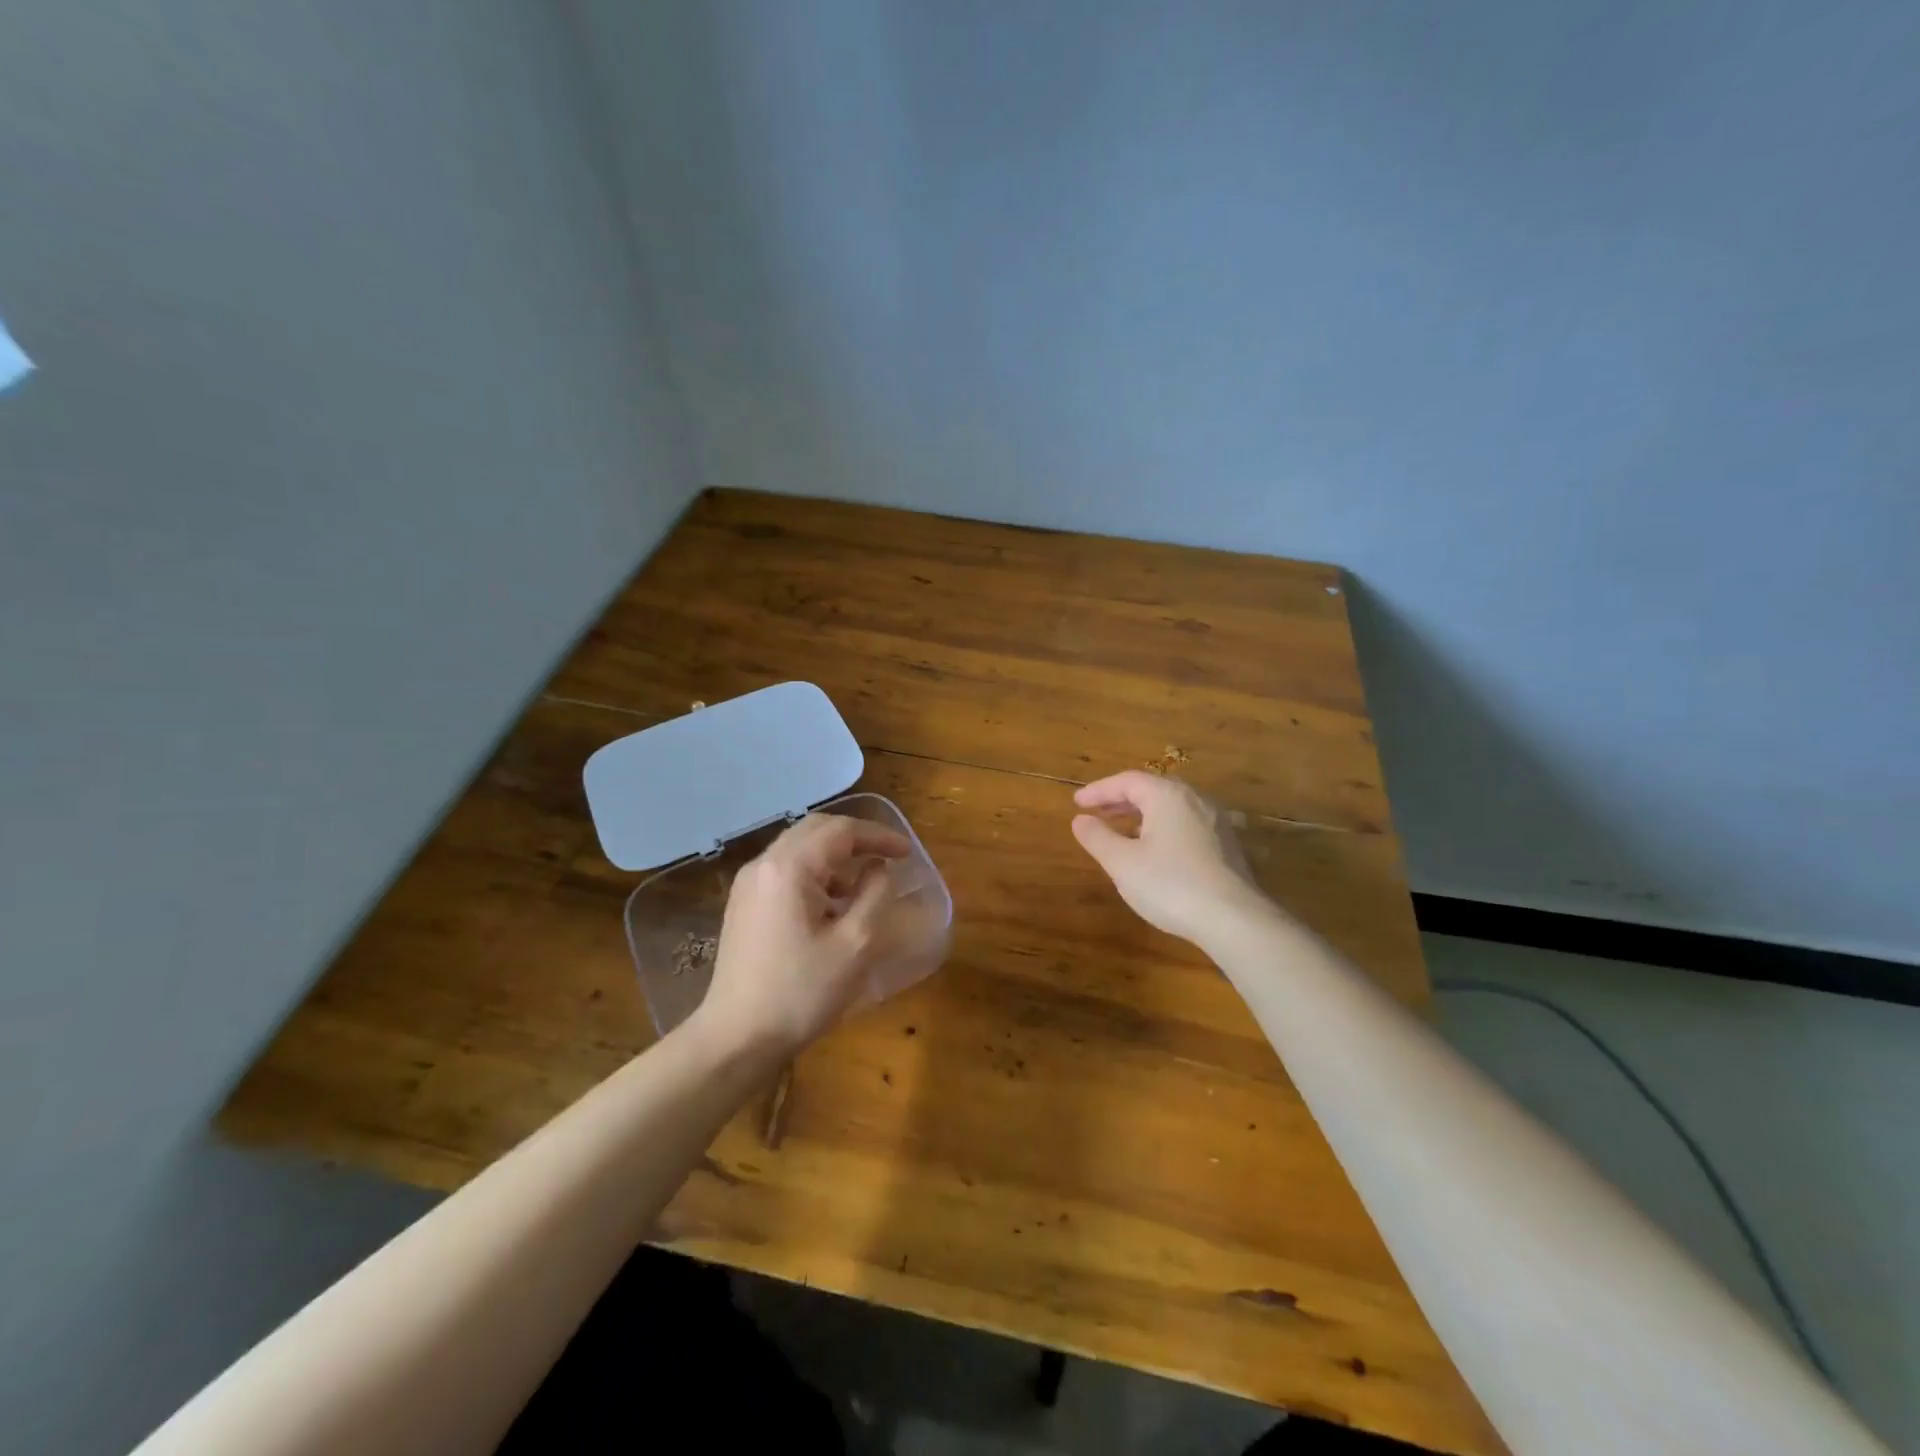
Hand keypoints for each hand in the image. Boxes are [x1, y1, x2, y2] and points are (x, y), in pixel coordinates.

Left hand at [694, 813, 909, 1058]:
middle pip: (817, 830)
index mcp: (789, 867)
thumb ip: (875, 895)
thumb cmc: (800, 992)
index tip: (908, 854)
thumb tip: (879, 868)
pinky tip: (832, 905)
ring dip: (835, 857)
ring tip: (864, 885)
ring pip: (800, 849)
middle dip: (856, 839)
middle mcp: (764, 864)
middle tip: (889, 858)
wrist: (736, 1038)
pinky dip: (815, 874)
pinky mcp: (744, 905)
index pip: (841, 830)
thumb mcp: (854, 944)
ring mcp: (749, 884)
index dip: (879, 836)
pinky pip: (786, 870)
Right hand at [1071, 771, 1268, 945]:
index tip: (1077, 803)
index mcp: (1167, 796)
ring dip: (1142, 815)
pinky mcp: (1227, 845)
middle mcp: (1195, 800)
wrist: (1234, 920)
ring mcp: (1216, 821)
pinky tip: (1155, 851)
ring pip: (1171, 808)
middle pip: (1152, 790)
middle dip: (1121, 800)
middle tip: (1096, 813)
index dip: (1099, 790)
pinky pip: (1187, 824)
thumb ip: (1098, 837)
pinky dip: (1163, 828)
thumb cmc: (1170, 884)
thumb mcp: (1122, 863)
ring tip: (1122, 831)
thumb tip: (1080, 820)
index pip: (1127, 781)